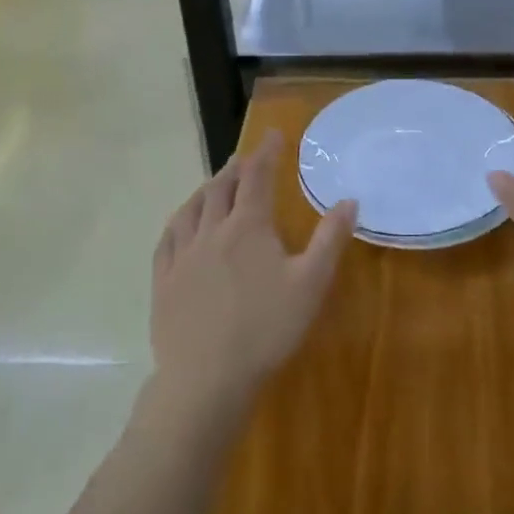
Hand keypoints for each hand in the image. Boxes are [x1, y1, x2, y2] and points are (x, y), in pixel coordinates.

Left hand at [150, 130, 356, 414]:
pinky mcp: (164, 281)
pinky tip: (180, 224)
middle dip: (235, 168)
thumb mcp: (311, 284)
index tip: (273, 135)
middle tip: (244, 158)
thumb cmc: (266, 329)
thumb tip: (349, 200)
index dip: (266, 152)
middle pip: (221, 188)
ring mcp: (183, 256)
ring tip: (214, 183)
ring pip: (192, 209)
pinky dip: (178, 221)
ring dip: (206, 189)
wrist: (206, 379)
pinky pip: (168, 239)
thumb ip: (330, 239)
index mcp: (248, 226)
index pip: (257, 177)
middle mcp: (211, 231)